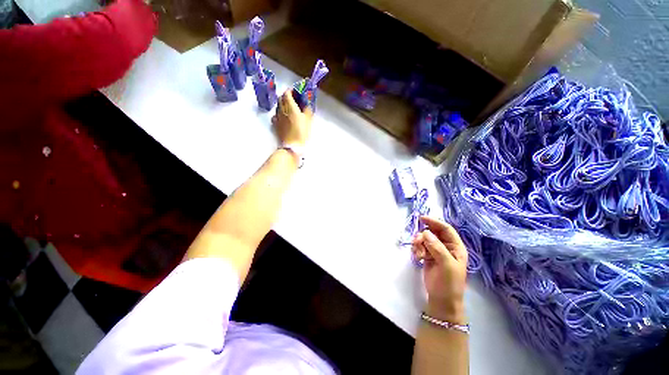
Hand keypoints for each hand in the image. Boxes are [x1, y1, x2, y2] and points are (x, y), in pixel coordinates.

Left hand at [272, 89, 312, 145]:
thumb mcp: (308, 120)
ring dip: (283, 104)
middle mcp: (281, 109)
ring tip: (289, 108)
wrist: (292, 145)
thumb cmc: (302, 132)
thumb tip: (306, 104)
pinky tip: (283, 117)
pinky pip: (276, 115)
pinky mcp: (275, 124)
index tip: (296, 92)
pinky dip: (279, 113)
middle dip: (286, 96)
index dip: (291, 91)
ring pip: (278, 106)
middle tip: (293, 99)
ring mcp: (277, 117)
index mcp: (290, 106)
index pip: (287, 93)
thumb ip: (307, 110)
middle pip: (281, 98)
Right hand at [413, 216, 467, 323]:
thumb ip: (437, 247)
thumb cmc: (449, 283)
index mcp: (456, 247)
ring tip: (418, 254)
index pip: (446, 229)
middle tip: (417, 241)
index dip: (434, 222)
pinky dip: (416, 249)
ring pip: (424, 239)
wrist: (442, 300)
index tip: (421, 218)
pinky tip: (417, 257)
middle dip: (423, 235)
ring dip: (418, 243)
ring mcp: (436, 251)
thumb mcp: (446, 265)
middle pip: (432, 232)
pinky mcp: (427, 256)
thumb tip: (425, 232)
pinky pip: (420, 246)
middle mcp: (446, 247)